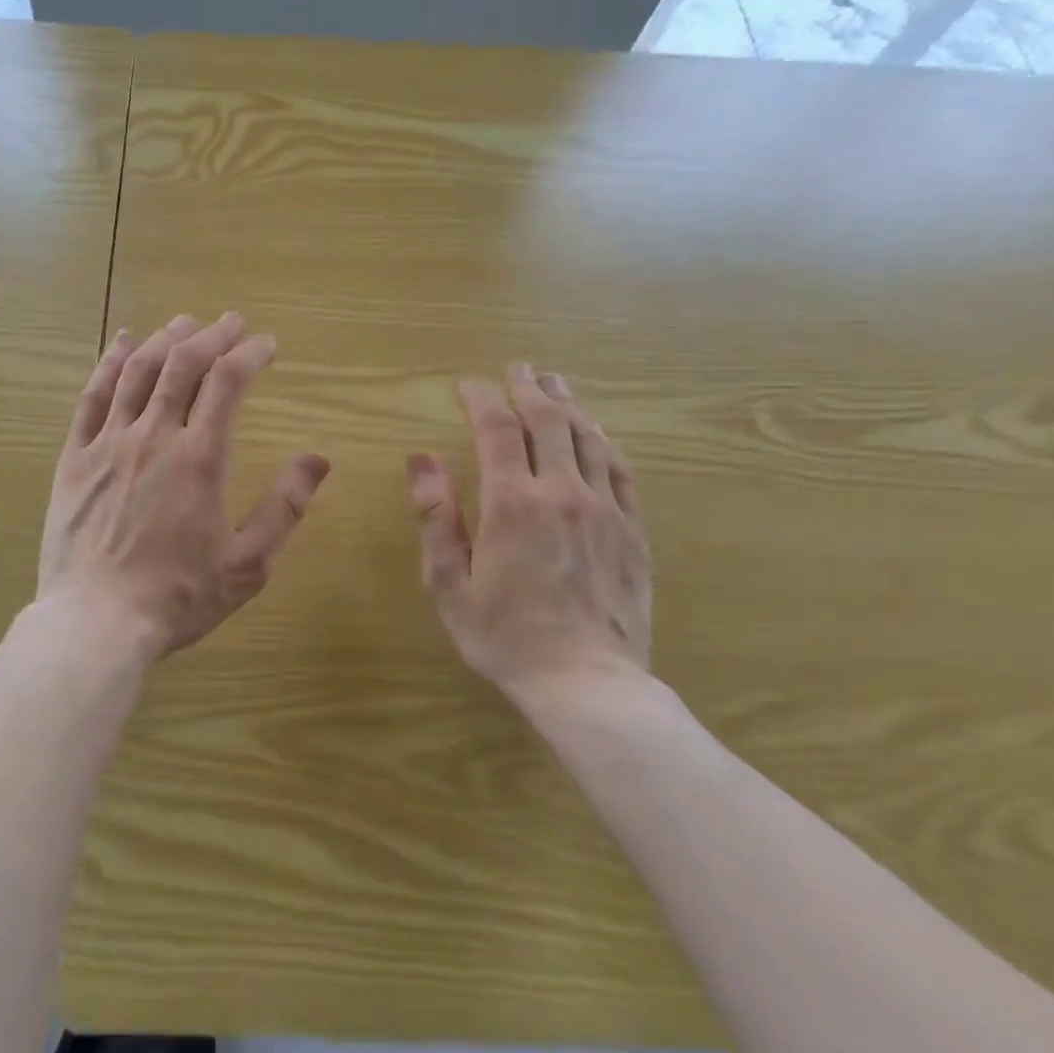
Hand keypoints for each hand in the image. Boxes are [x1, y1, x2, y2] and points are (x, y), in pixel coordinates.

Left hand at [38, 312, 330, 664]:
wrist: (96, 622)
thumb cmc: (177, 597)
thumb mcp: (246, 564)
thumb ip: (284, 508)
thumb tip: (318, 459)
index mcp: (200, 459)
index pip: (228, 382)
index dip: (250, 354)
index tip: (266, 344)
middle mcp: (154, 437)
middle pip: (183, 364)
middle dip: (211, 336)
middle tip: (230, 323)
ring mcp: (109, 443)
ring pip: (138, 372)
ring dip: (164, 340)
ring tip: (183, 323)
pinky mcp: (75, 457)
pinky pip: (91, 397)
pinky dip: (110, 363)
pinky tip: (122, 343)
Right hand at [406, 365, 651, 714]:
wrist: (587, 684)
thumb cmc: (505, 638)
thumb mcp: (449, 584)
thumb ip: (436, 517)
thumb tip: (420, 460)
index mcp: (512, 503)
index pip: (496, 429)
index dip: (481, 398)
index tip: (467, 385)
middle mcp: (562, 492)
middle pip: (548, 421)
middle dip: (528, 388)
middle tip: (517, 368)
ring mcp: (605, 509)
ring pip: (589, 438)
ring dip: (568, 404)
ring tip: (555, 383)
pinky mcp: (633, 530)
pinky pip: (621, 470)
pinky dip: (604, 441)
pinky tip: (597, 431)